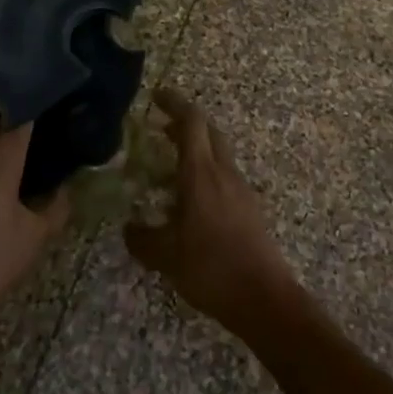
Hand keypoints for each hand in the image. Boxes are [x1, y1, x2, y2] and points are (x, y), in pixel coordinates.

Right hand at [124, 87, 299, 333]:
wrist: (264, 298)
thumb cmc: (212, 269)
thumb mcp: (166, 257)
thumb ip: (143, 238)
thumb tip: (128, 227)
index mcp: (201, 174)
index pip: (191, 122)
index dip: (174, 103)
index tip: (156, 96)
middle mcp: (223, 172)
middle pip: (208, 131)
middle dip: (185, 123)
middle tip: (160, 128)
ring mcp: (240, 188)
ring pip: (218, 153)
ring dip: (196, 149)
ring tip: (170, 167)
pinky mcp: (249, 207)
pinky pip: (224, 175)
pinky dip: (205, 172)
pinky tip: (190, 199)